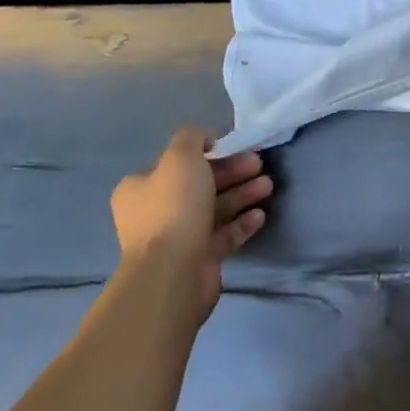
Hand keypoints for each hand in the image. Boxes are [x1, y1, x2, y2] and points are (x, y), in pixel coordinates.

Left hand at [108, 127, 271, 324]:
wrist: (173, 274)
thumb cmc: (174, 207)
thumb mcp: (181, 156)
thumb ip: (193, 137)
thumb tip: (206, 138)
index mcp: (141, 188)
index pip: (177, 162)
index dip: (208, 151)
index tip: (234, 146)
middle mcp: (155, 212)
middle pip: (201, 183)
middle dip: (232, 171)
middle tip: (259, 163)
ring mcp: (177, 238)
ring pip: (215, 208)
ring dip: (242, 194)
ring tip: (268, 186)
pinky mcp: (198, 260)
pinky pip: (223, 235)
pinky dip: (241, 223)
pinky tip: (259, 216)